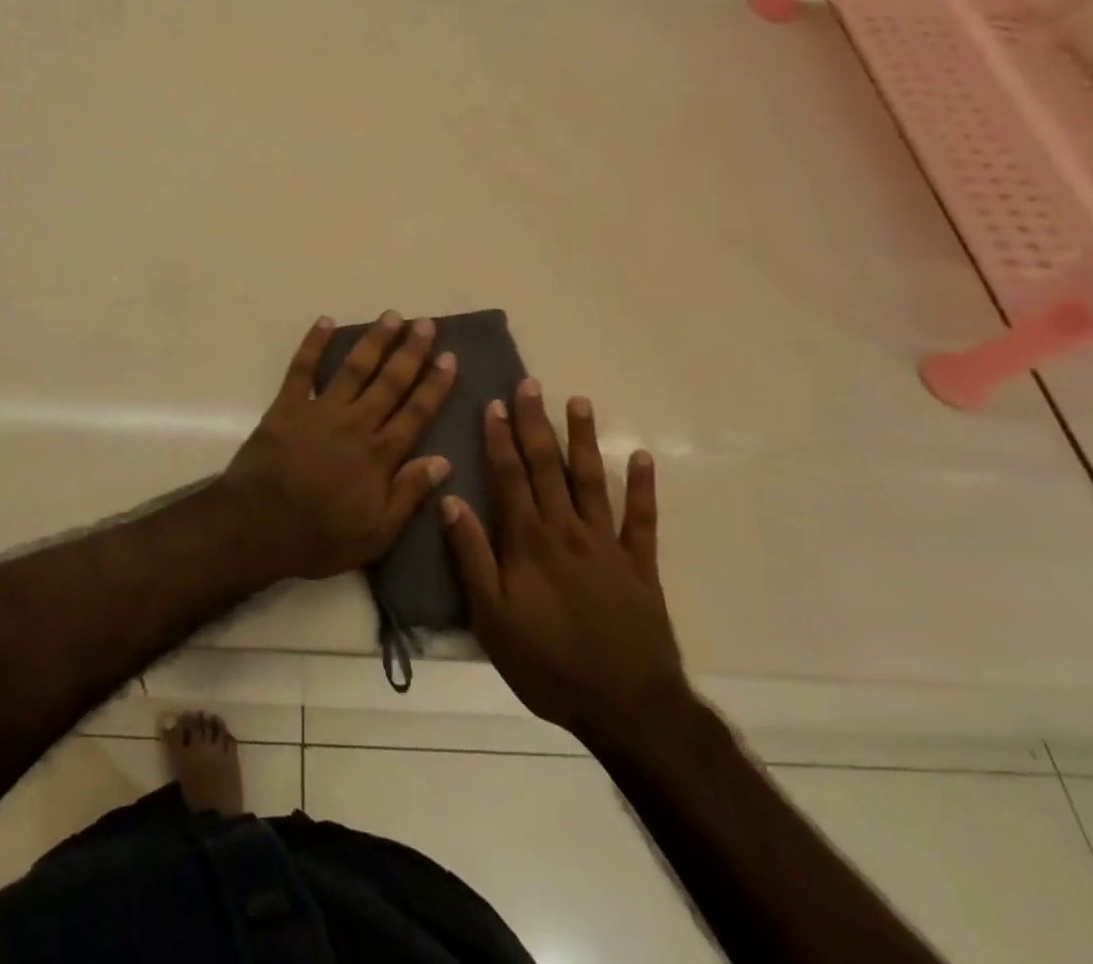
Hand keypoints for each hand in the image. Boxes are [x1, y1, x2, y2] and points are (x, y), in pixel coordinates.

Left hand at [222, 312, 457, 580]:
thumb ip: (409, 494)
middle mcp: (355, 424)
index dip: (434, 385)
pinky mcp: (287, 406)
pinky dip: (313, 344)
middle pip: (390, 382)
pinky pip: (302, 369)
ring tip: (391, 316)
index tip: (449, 358)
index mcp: (379, 455)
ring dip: (374, 341)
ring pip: (354, 368)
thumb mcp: (376, 533)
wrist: (258, 526)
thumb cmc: (319, 537)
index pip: (416, 413)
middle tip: (425, 324)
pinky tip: (325, 322)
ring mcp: (320, 411)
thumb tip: (443, 461)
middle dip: (410, 352)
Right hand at [442, 383, 689, 746]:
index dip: (500, 439)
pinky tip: (641, 457)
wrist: (626, 706)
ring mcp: (607, 544)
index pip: (509, 477)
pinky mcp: (639, 565)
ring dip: (582, 439)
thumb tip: (449, 499)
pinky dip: (643, 487)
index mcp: (528, 541)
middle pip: (546, 467)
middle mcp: (566, 530)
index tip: (495, 404)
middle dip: (535, 424)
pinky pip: (642, 519)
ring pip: (591, 480)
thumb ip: (471, 555)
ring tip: (578, 402)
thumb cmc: (547, 663)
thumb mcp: (490, 617)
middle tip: (531, 385)